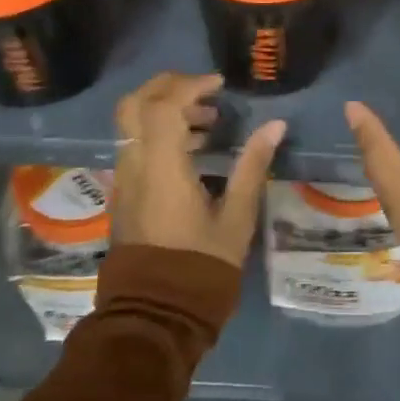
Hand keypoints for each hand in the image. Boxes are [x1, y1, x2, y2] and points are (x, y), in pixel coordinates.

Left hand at [112, 72, 285, 267]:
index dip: (190, 85)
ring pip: (132, 125)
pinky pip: (135, 146)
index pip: (163, 105)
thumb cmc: (201, 266)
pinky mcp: (124, 195)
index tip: (220, 86)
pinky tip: (192, 150)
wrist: (156, 315)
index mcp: (161, 168)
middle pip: (134, 105)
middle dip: (167, 87)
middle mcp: (134, 166)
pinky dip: (158, 134)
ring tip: (208, 124)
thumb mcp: (237, 217)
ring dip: (165, 111)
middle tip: (204, 91)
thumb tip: (275, 125)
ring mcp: (124, 181)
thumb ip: (253, 165)